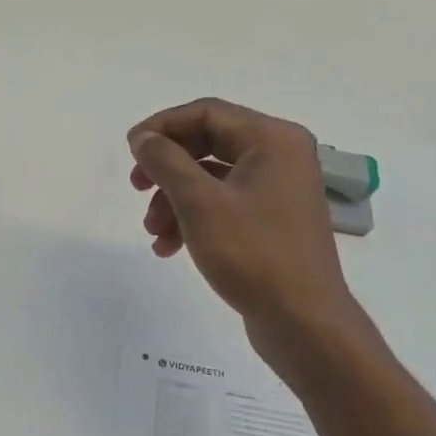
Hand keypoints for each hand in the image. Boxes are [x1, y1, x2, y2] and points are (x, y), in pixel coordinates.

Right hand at [129, 99, 377, 383]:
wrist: (304, 323)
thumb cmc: (253, 254)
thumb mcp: (199, 203)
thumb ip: (166, 161)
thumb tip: (144, 138)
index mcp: (272, 139)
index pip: (206, 112)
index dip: (162, 126)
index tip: (130, 149)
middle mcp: (280, 156)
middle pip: (207, 143)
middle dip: (166, 167)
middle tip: (136, 186)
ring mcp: (278, 189)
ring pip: (211, 177)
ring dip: (174, 199)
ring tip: (153, 231)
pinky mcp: (272, 220)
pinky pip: (223, 203)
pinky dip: (193, 218)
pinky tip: (168, 247)